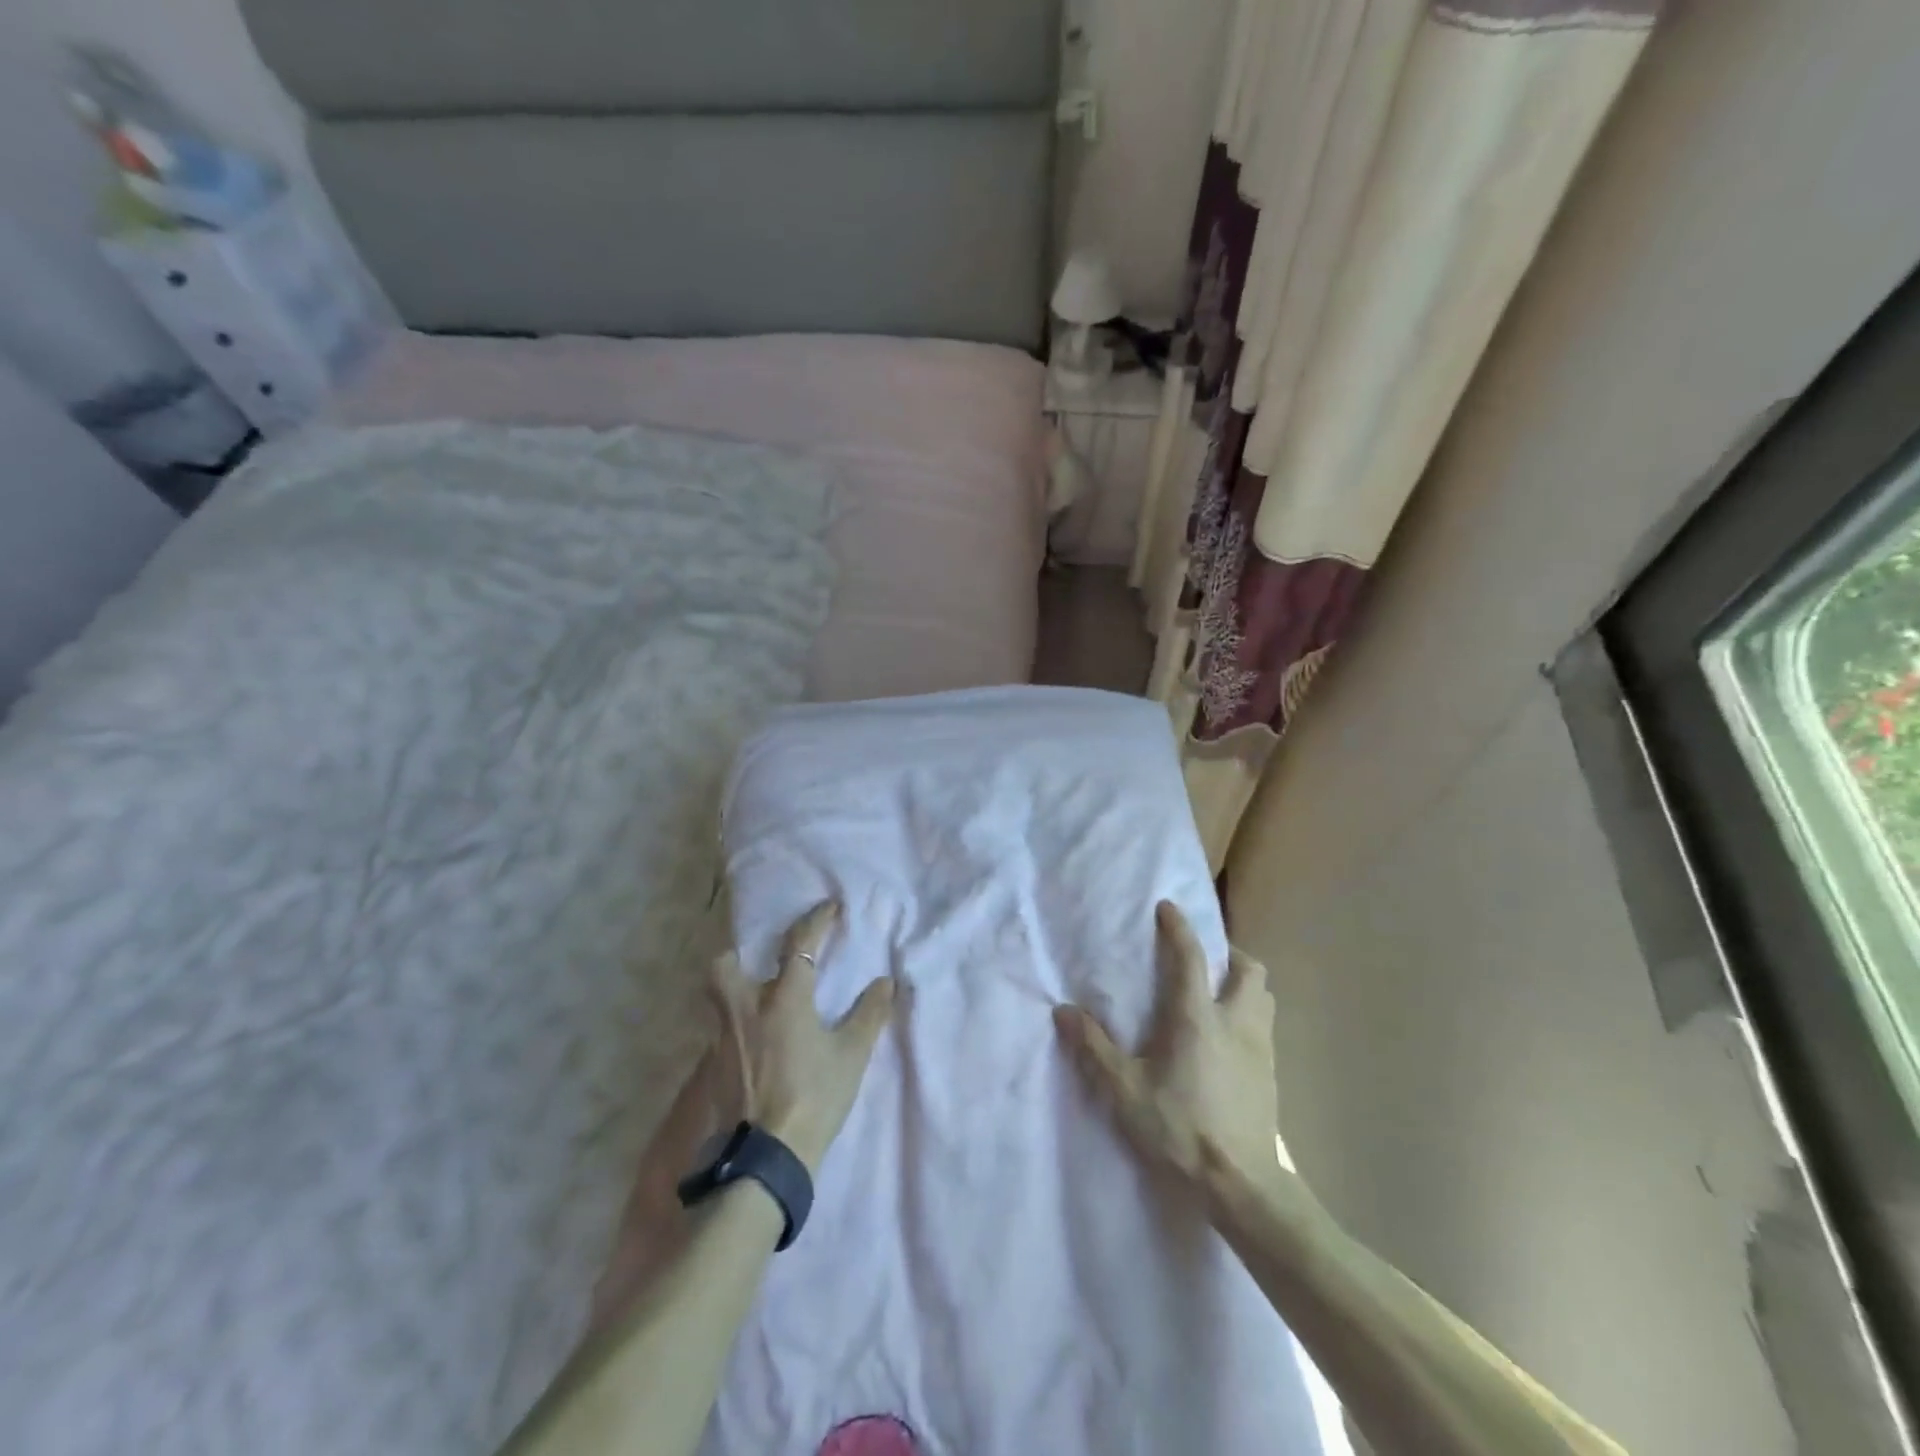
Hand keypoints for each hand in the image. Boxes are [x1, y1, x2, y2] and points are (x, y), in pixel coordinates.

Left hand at [710, 900, 896, 1175]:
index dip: (816, 920)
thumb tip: (886, 982)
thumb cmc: (814, 1097)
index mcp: (784, 998)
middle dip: (739, 956)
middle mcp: (746, 1009)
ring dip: (734, 993)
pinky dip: (736, 1032)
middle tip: (759, 964)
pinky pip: (719, 1034)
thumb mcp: (851, 1055)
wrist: (765, 1158)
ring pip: (717, 1001)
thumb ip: (869, 1014)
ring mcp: (723, 1039)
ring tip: (756, 1006)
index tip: (829, 908)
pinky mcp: (712, 1069)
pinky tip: (753, 1049)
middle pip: (725, 966)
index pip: (799, 943)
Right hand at [1054, 901, 1294, 1204]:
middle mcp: (1236, 1022)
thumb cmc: (1179, 1130)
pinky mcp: (1272, 1076)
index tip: (1168, 908)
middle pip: (1248, 969)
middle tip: (1206, 959)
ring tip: (1221, 994)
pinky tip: (1231, 1040)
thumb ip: (1094, 1048)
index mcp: (1197, 1018)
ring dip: (1245, 984)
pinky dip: (1251, 1016)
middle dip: (1229, 954)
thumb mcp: (1124, 1091)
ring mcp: (1261, 1049)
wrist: (1242, 1186)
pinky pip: (1266, 1027)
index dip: (1179, 928)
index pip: (1190, 958)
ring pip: (1265, 997)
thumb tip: (1063, 1011)